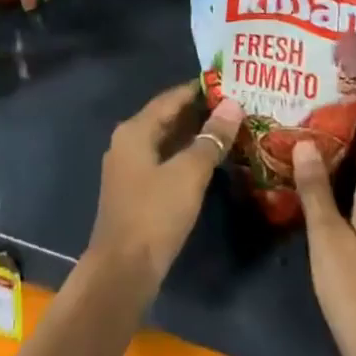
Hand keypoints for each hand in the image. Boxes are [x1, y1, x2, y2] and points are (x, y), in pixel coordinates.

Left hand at [86, 84, 242, 300]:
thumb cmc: (154, 214)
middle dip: (198, 112)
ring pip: (166, 141)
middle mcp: (127, 142)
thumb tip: (233, 105)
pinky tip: (208, 161)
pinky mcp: (135, 192)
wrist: (122, 272)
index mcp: (135, 130)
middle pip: (166, 118)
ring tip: (228, 129)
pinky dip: (184, 156)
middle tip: (234, 106)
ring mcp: (129, 168)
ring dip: (193, 135)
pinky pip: (163, 161)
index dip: (198, 90)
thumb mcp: (188, 173)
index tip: (227, 83)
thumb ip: (211, 139)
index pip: (170, 98)